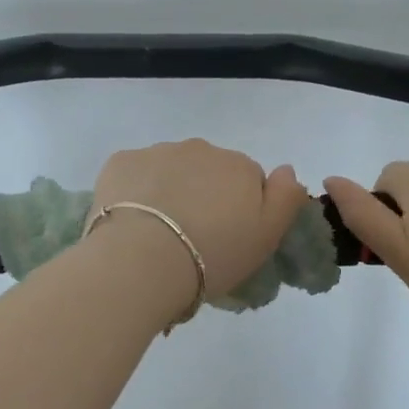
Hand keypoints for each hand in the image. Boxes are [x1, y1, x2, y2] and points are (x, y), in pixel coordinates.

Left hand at [91, 140, 311, 304]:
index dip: (239, 209)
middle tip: (193, 238)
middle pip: (208, 170)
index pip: (248, 180)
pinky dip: (135, 191)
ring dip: (169, 191)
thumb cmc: (213, 255)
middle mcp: (201, 149)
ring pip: (170, 169)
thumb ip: (286, 198)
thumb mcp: (267, 237)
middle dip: (203, 195)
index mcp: (239, 166)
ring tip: (158, 233)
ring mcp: (158, 151)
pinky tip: (131, 221)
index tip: (227, 237)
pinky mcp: (121, 162)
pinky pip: (135, 173)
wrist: (143, 259)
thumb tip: (287, 169)